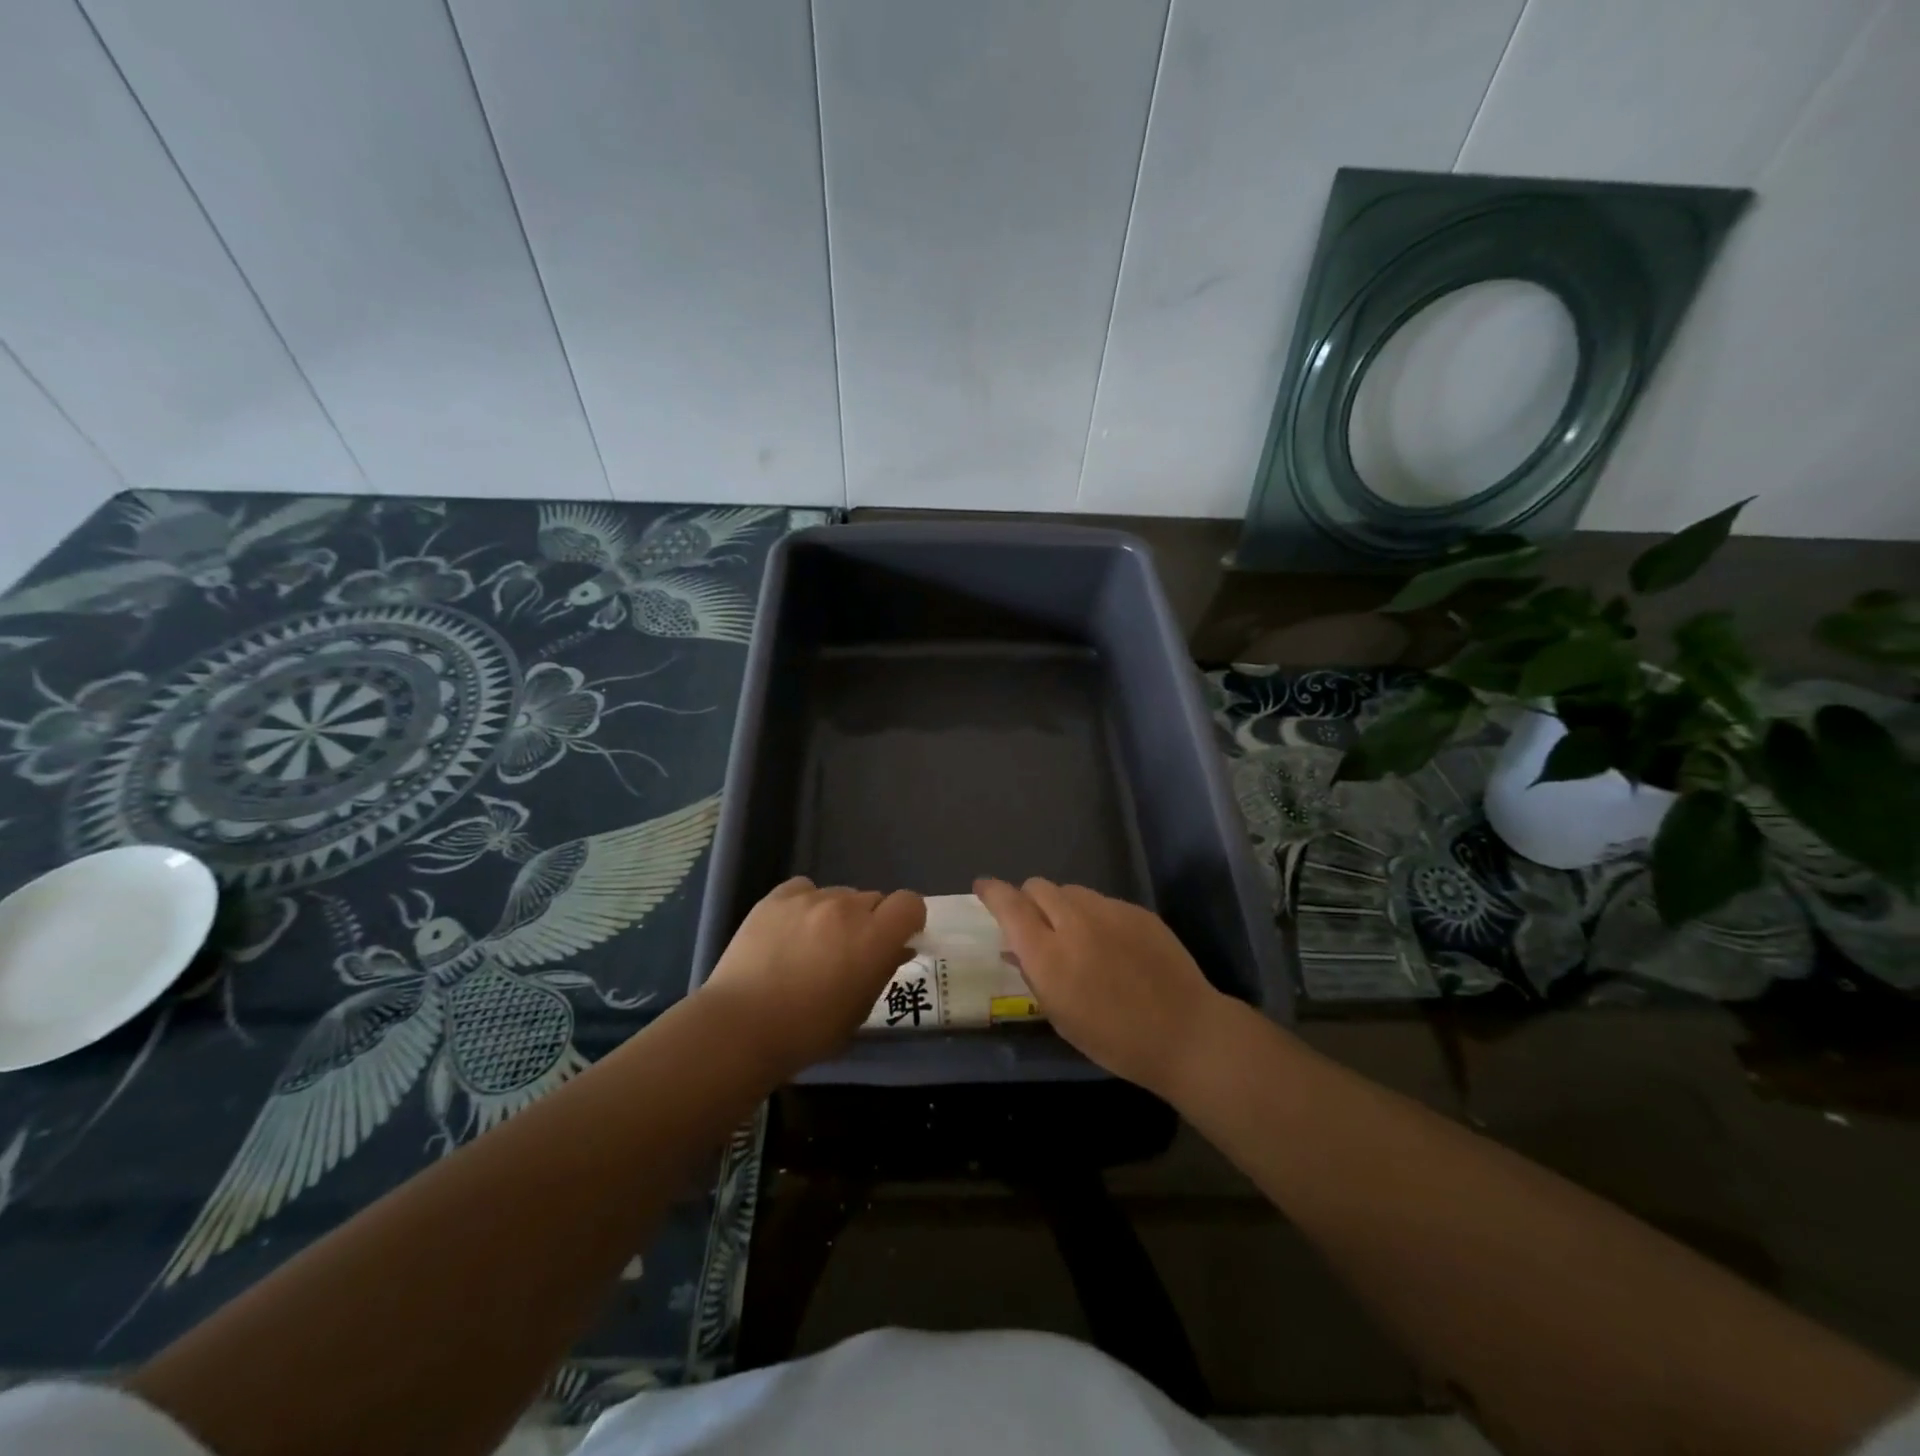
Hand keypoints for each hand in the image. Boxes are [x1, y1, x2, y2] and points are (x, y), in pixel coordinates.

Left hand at [701, 877, 924, 1078]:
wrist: (741, 1027)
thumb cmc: (809, 1031)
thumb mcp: (860, 1010)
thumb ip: (883, 971)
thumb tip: (897, 948)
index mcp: (874, 937)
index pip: (910, 903)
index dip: (907, 920)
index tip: (896, 940)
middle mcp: (846, 908)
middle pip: (873, 899)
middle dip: (870, 921)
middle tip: (850, 952)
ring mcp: (809, 899)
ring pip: (839, 895)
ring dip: (838, 915)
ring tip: (813, 945)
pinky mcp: (776, 898)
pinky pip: (804, 889)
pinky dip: (806, 905)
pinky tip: (791, 929)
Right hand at [975, 877, 1226, 1096]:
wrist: (1184, 1032)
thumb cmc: (1114, 1039)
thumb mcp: (1060, 1016)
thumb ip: (1033, 975)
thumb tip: (1013, 949)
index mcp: (1049, 954)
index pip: (1009, 905)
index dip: (992, 892)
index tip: (983, 888)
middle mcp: (1075, 922)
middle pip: (1038, 887)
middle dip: (1028, 899)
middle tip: (1034, 924)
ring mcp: (1109, 911)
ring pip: (1071, 891)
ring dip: (1061, 906)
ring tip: (1074, 935)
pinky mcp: (1136, 911)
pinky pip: (1102, 902)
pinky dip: (1094, 915)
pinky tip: (1110, 944)